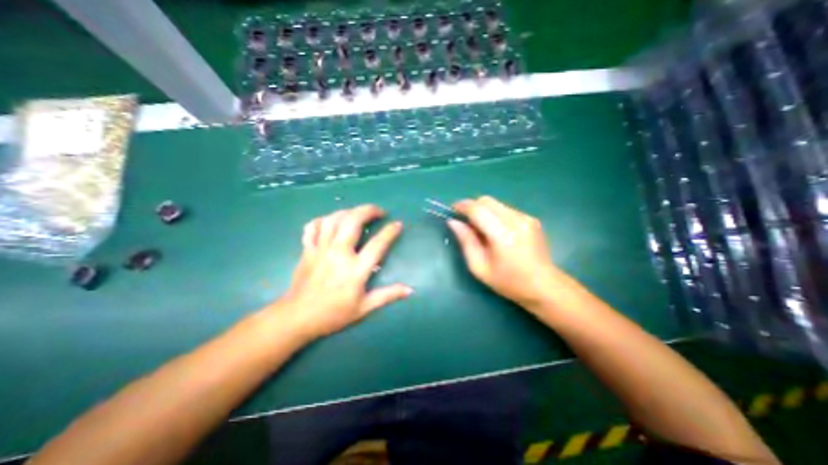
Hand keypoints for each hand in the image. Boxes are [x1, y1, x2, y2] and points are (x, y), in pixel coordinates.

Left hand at [273, 205, 411, 338]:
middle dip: (368, 210)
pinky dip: (322, 220)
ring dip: (348, 211)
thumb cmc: (333, 314)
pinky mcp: (307, 250)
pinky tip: (330, 222)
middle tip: (379, 211)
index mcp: (355, 269)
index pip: (377, 244)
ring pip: (333, 219)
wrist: (297, 318)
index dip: (390, 231)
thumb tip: (410, 290)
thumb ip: (387, 296)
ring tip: (358, 214)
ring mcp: (321, 249)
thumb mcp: (364, 308)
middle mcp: (339, 253)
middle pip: (353, 221)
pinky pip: (312, 227)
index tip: (398, 224)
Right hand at [450, 196, 558, 308]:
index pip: (478, 209)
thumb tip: (453, 222)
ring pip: (496, 204)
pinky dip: (495, 215)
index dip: (462, 206)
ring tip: (481, 229)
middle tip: (465, 222)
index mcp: (502, 235)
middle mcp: (516, 220)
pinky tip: (496, 231)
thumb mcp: (479, 267)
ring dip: (484, 211)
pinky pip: (506, 209)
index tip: (452, 210)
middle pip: (487, 201)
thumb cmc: (508, 282)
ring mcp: (526, 218)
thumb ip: (466, 242)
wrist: (544, 286)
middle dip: (472, 206)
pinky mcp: (531, 219)